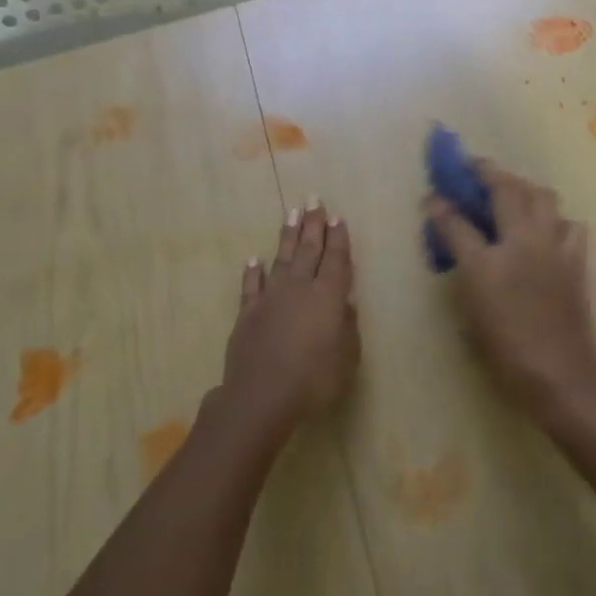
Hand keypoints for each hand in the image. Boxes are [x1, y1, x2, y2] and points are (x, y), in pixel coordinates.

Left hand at [222, 200, 358, 437]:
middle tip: (314, 199)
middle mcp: (300, 287)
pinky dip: (253, 271)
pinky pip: (251, 285)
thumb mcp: (347, 356)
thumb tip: (345, 303)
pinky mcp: (247, 313)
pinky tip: (254, 259)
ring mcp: (271, 298)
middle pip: (309, 249)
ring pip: (282, 259)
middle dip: (313, 224)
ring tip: (292, 213)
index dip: (338, 237)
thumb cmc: (314, 379)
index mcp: (328, 295)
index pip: (336, 259)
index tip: (338, 216)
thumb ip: (347, 326)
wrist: (261, 396)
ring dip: (288, 235)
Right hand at [426, 161, 595, 416]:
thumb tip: (447, 231)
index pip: (459, 220)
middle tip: (474, 170)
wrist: (561, 374)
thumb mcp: (471, 307)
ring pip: (543, 196)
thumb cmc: (507, 348)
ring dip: (524, 187)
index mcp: (491, 259)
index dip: (443, 205)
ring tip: (512, 193)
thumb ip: (459, 258)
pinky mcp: (576, 260)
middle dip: (488, 172)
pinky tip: (546, 230)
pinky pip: (568, 224)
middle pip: (507, 189)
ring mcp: (555, 248)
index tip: (434, 194)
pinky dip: (555, 219)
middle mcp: (524, 242)